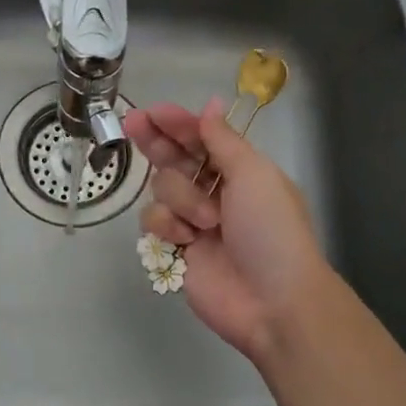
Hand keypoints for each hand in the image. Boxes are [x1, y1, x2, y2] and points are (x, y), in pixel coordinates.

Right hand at [124, 99, 330, 365]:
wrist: (272, 300)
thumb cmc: (271, 230)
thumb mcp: (254, 175)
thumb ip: (223, 140)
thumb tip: (212, 104)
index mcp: (240, 170)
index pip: (201, 138)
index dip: (177, 123)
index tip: (153, 112)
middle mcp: (214, 191)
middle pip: (175, 158)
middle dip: (156, 141)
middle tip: (133, 123)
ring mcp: (193, 220)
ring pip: (162, 189)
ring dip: (180, 198)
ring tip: (206, 222)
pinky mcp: (175, 248)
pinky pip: (153, 222)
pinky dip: (167, 227)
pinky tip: (186, 241)